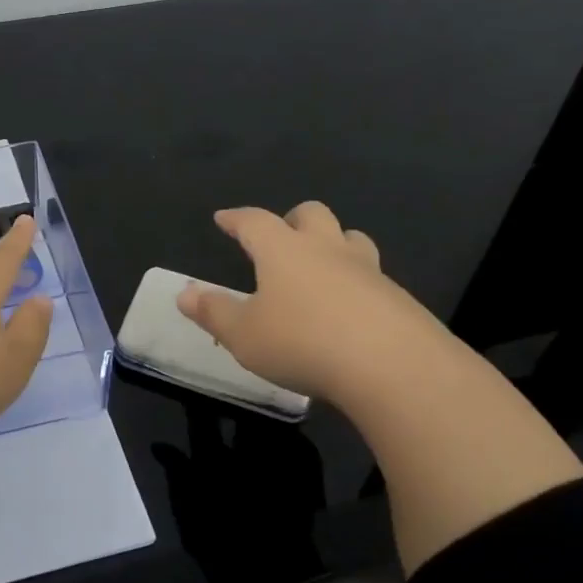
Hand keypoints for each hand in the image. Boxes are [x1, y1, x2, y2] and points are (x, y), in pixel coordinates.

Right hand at [176, 202, 460, 410]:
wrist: (393, 367)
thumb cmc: (303, 343)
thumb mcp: (244, 335)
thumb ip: (213, 312)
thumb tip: (184, 293)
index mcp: (283, 251)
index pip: (254, 222)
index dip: (236, 219)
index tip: (224, 218)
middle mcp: (326, 249)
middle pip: (311, 214)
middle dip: (292, 219)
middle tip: (281, 236)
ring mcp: (368, 270)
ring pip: (351, 239)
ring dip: (334, 243)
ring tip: (322, 265)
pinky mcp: (398, 298)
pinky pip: (374, 277)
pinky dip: (357, 284)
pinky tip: (352, 311)